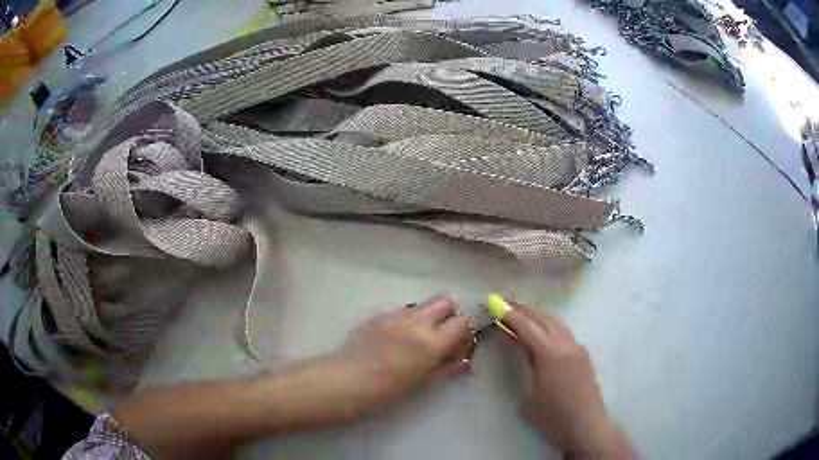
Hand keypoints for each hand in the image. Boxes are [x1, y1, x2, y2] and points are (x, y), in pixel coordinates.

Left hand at [326, 296, 474, 416]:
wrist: (348, 379)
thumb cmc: (389, 388)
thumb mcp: (424, 382)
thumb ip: (447, 368)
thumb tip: (466, 363)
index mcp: (433, 341)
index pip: (463, 321)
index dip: (465, 331)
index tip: (458, 344)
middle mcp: (418, 322)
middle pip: (445, 302)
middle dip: (448, 315)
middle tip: (440, 336)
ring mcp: (396, 315)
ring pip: (422, 305)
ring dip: (426, 317)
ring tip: (415, 338)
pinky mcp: (378, 315)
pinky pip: (400, 312)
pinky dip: (405, 321)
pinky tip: (393, 340)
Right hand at [500, 302, 632, 457]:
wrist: (586, 426)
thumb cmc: (552, 415)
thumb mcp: (529, 392)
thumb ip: (522, 361)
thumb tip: (511, 339)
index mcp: (550, 353)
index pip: (526, 326)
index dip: (509, 315)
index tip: (495, 304)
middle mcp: (566, 343)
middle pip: (543, 318)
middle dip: (523, 310)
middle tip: (505, 303)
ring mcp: (578, 347)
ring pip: (556, 322)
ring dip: (537, 315)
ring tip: (521, 312)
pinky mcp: (584, 354)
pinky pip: (564, 331)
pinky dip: (549, 325)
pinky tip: (542, 330)